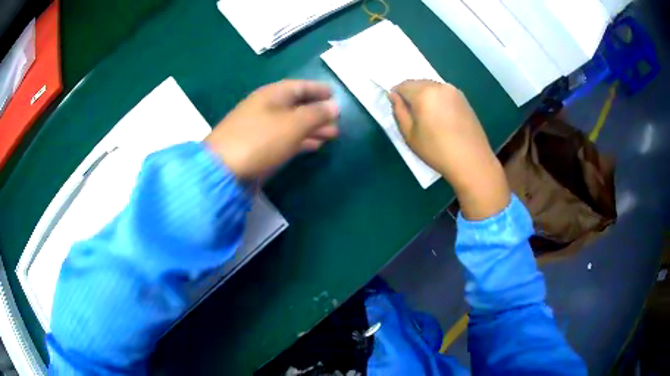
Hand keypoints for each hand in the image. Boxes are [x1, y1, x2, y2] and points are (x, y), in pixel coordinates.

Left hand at [205, 80, 338, 179]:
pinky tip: (314, 146)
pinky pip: (286, 139)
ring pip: (293, 124)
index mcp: (273, 95)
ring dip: (312, 128)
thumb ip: (316, 114)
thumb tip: (335, 105)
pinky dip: (301, 141)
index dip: (318, 90)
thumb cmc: (261, 139)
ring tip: (332, 135)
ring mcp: (262, 128)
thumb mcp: (293, 124)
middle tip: (338, 121)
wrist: (224, 169)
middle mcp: (267, 107)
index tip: (335, 95)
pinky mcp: (260, 147)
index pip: (300, 86)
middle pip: (298, 106)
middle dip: (319, 112)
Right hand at [389, 80, 508, 219]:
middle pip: (418, 83)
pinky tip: (440, 117)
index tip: (397, 108)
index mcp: (424, 93)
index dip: (396, 94)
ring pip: (432, 87)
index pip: (402, 85)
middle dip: (410, 93)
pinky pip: (443, 93)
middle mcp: (439, 86)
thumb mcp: (410, 135)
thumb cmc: (437, 150)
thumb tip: (393, 96)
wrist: (472, 161)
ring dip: (424, 95)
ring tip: (426, 116)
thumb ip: (399, 112)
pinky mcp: (463, 99)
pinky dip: (437, 99)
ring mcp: (454, 91)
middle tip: (411, 113)